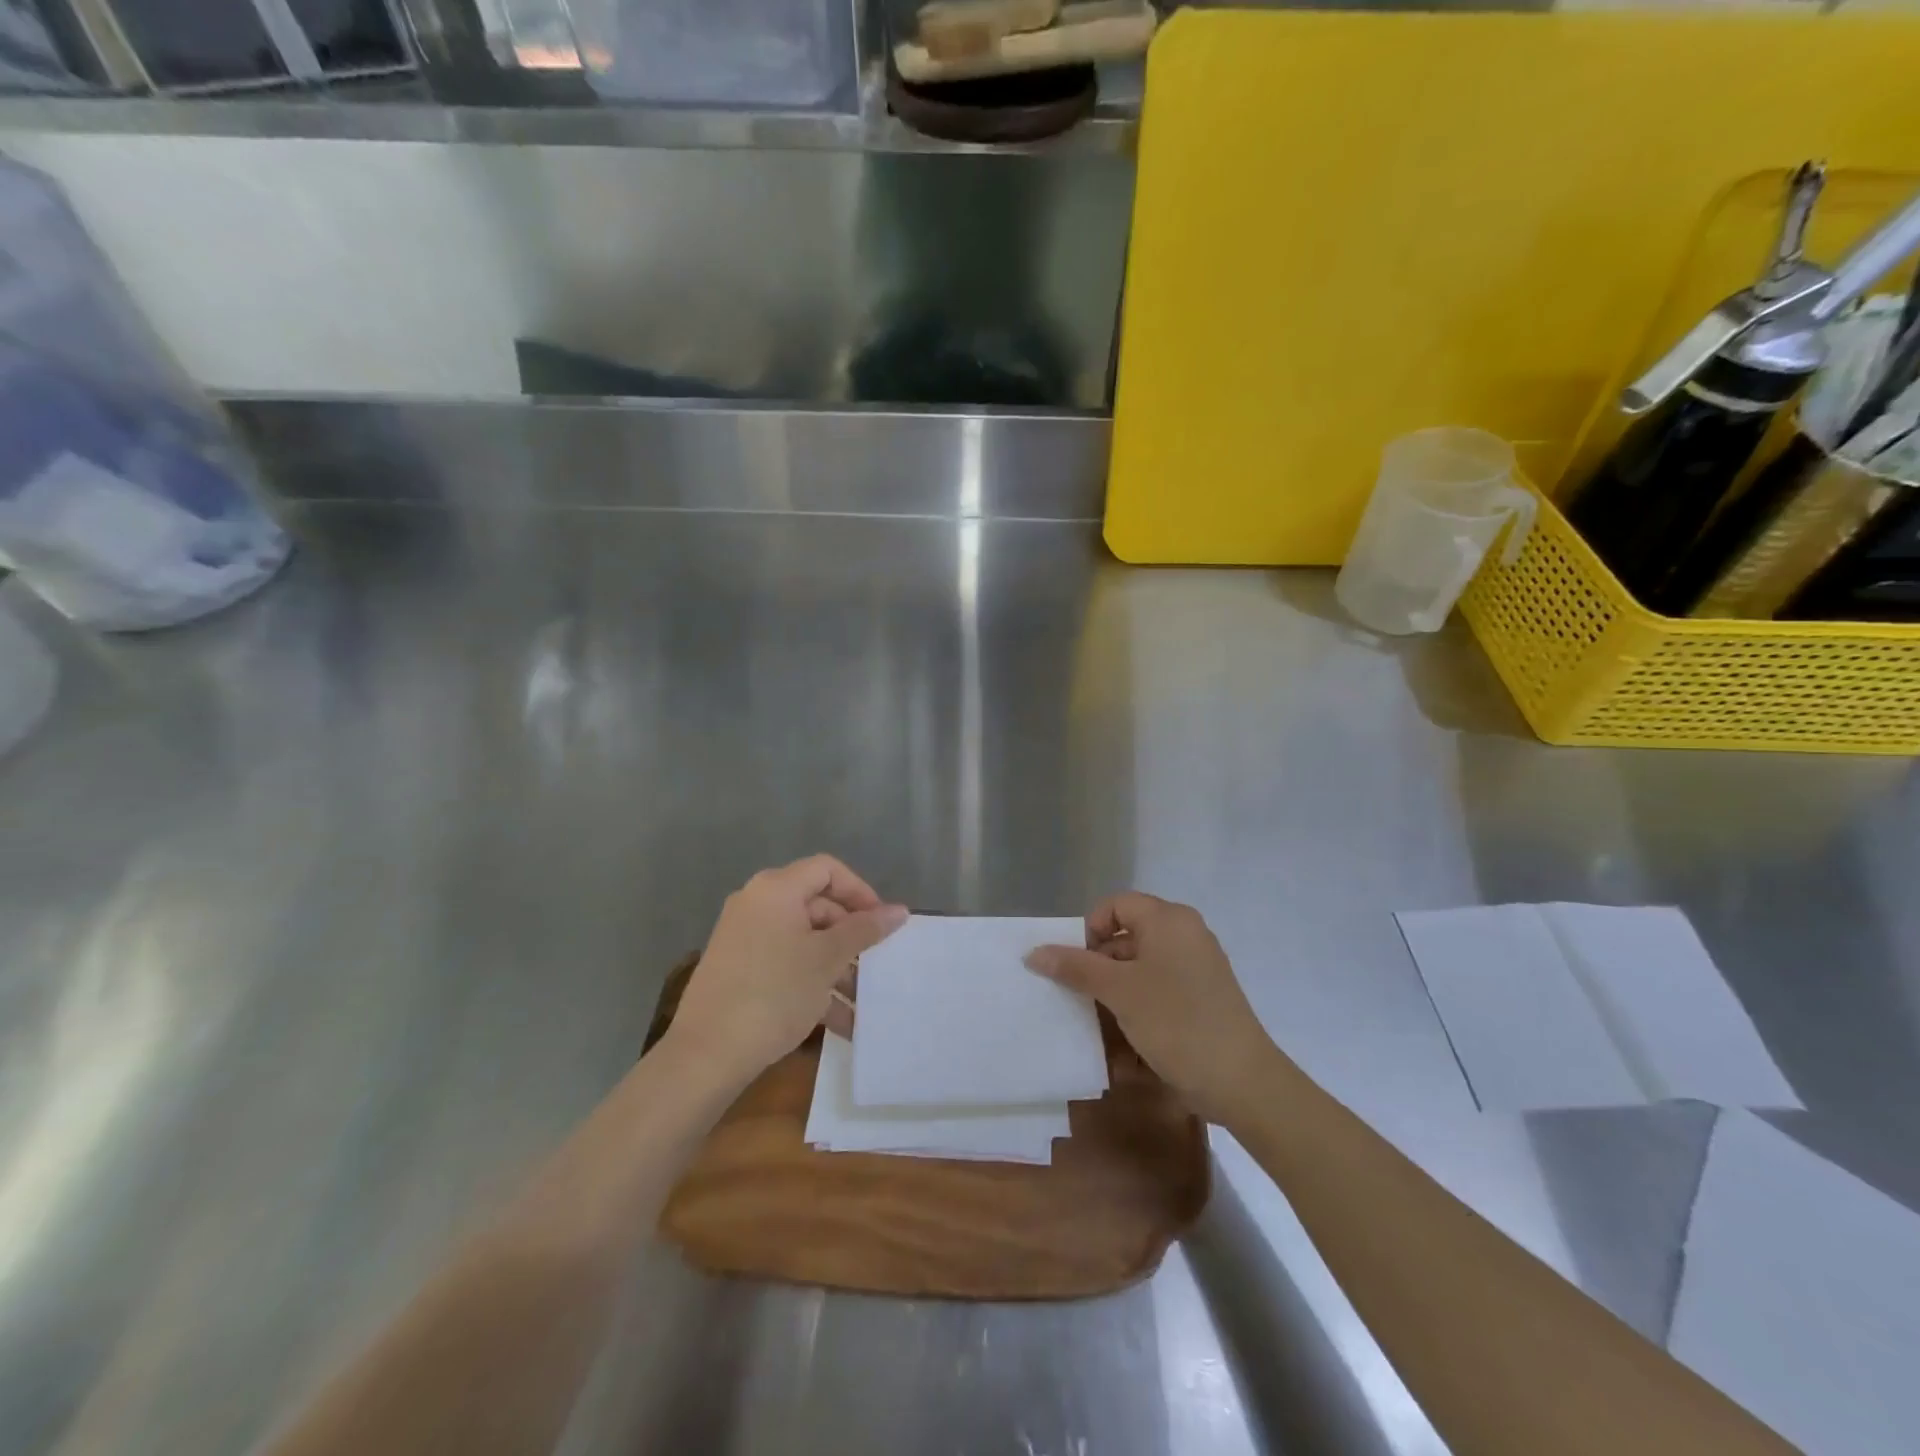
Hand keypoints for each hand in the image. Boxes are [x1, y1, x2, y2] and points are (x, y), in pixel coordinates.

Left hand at [670, 856, 906, 1087]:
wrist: (706, 1054)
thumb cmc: (775, 993)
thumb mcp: (827, 959)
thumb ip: (864, 930)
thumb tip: (900, 910)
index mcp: (776, 889)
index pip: (828, 870)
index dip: (860, 891)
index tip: (882, 924)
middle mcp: (756, 904)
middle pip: (817, 905)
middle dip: (850, 935)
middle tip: (875, 964)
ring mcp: (744, 937)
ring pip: (804, 940)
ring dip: (836, 967)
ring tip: (862, 1002)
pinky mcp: (738, 969)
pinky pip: (785, 963)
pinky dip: (812, 983)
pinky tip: (839, 1021)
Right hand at [1026, 894, 1275, 1123]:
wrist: (1243, 1082)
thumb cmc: (1176, 1022)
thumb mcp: (1119, 992)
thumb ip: (1075, 967)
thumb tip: (1034, 953)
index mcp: (1168, 920)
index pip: (1115, 905)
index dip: (1089, 929)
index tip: (1077, 966)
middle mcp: (1185, 933)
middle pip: (1127, 934)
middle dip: (1099, 964)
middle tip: (1083, 996)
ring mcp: (1198, 965)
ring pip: (1142, 964)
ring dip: (1116, 988)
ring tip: (1101, 1021)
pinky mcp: (1203, 995)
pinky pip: (1160, 986)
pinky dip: (1139, 1002)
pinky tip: (1128, 1036)